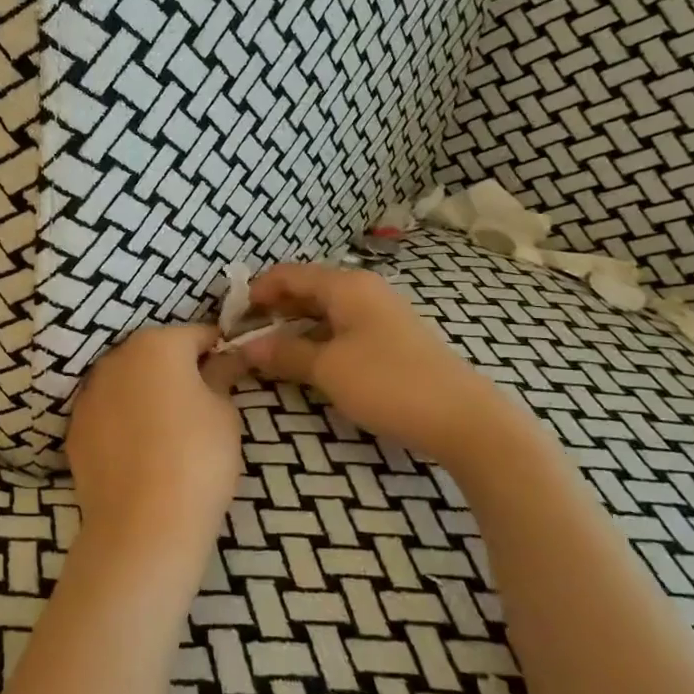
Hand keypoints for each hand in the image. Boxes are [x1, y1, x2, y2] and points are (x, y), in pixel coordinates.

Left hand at [64, 323, 243, 573]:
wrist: (142, 526)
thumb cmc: (197, 458)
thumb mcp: (225, 413)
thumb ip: (221, 375)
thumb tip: (223, 359)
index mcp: (157, 344)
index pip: (197, 334)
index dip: (218, 351)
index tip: (232, 372)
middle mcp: (116, 358)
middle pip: (156, 353)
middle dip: (179, 369)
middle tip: (203, 403)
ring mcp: (89, 393)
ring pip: (128, 381)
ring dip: (147, 392)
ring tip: (170, 430)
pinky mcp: (75, 428)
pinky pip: (108, 412)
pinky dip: (124, 420)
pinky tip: (141, 451)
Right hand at [241, 262, 545, 475]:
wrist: (463, 419)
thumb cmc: (389, 383)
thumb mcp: (328, 369)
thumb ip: (285, 353)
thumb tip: (247, 348)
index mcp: (347, 286)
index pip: (289, 274)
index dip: (257, 291)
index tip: (230, 316)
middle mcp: (364, 290)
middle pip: (307, 289)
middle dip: (273, 308)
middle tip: (244, 334)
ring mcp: (380, 314)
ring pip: (325, 310)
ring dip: (294, 326)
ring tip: (267, 349)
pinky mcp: (391, 339)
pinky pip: (342, 327)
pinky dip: (317, 338)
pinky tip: (306, 359)